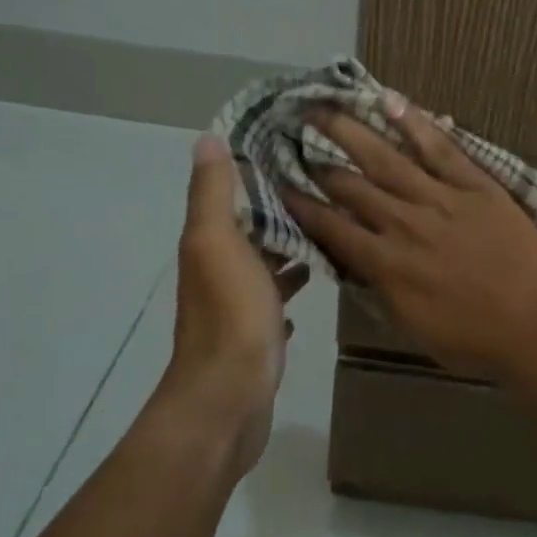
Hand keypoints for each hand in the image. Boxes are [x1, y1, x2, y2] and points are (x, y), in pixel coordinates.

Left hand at [169, 133, 305, 474]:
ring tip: (329, 228)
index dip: (255, 172)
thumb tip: (207, 139)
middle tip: (325, 187)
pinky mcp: (258, 334)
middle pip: (250, 229)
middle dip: (279, 209)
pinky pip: (276, 300)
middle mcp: (219, 270)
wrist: (229, 396)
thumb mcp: (218, 242)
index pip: (231, 197)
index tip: (293, 149)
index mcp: (210, 244)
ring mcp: (239, 306)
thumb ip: (213, 193)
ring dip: (288, 247)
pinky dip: (290, 285)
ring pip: (265, 264)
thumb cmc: (230, 313)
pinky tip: (313, 280)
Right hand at [283, 96, 536, 385]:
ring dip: (351, 131)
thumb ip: (377, 286)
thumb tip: (351, 257)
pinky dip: (415, 124)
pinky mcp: (475, 186)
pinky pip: (441, 149)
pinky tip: (391, 101)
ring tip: (324, 107)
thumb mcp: (409, 323)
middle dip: (318, 160)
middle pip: (351, 185)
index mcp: (386, 264)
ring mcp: (441, 199)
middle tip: (293, 134)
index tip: (280, 181)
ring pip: (386, 158)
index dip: (302, 203)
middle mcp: (404, 224)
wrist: (534, 327)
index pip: (331, 226)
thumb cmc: (470, 337)